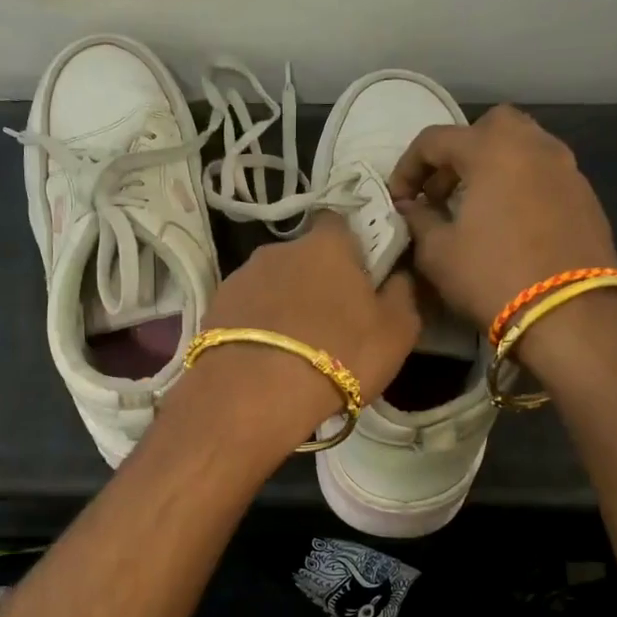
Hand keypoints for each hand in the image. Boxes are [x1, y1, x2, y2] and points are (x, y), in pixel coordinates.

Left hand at [164, 216, 420, 461]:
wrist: (254, 393)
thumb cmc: (340, 355)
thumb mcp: (397, 331)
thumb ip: (402, 294)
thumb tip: (397, 274)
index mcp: (326, 245)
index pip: (339, 223)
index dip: (350, 246)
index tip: (358, 275)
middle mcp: (279, 249)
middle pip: (303, 256)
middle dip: (314, 279)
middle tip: (328, 321)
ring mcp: (241, 276)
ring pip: (271, 283)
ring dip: (282, 304)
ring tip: (292, 347)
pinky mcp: (215, 307)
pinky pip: (245, 309)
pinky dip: (256, 325)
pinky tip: (264, 357)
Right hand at [389, 105, 616, 334]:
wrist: (570, 314)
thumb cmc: (492, 276)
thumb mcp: (438, 253)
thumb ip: (419, 220)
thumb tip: (411, 207)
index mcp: (492, 150)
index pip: (435, 140)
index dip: (407, 167)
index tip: (398, 200)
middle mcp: (534, 146)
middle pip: (489, 127)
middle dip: (459, 152)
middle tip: (442, 190)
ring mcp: (567, 169)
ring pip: (523, 147)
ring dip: (492, 167)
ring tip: (474, 207)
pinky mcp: (586, 196)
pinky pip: (544, 175)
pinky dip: (520, 185)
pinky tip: (508, 224)